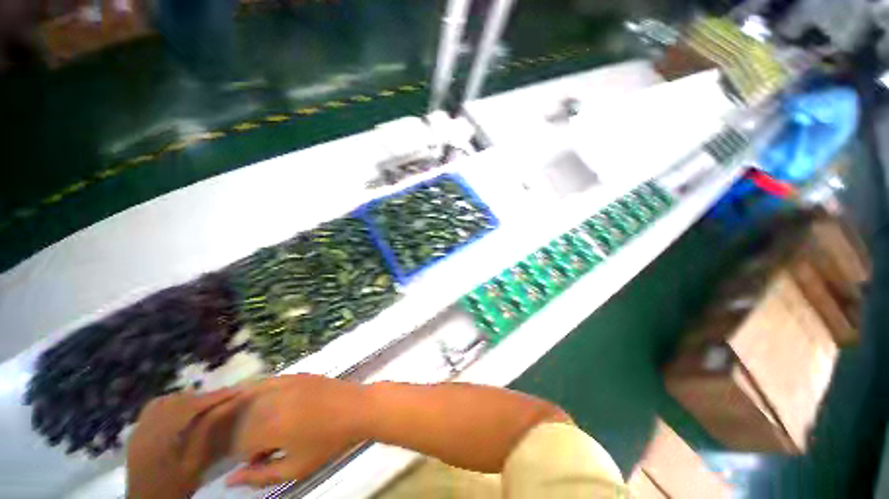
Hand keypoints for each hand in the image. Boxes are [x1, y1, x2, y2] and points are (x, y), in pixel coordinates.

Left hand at [127, 389, 246, 498]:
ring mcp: (139, 427)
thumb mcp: (195, 462)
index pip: (192, 406)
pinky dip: (172, 402)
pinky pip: (155, 406)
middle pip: (179, 400)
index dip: (216, 396)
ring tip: (206, 403)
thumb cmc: (175, 485)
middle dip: (204, 396)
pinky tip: (182, 409)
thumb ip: (207, 430)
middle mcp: (147, 426)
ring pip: (166, 400)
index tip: (239, 390)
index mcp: (161, 436)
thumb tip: (230, 403)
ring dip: (188, 398)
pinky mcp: (137, 430)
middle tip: (226, 396)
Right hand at [227, 375, 367, 487]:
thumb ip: (260, 477)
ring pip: (248, 402)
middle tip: (264, 446)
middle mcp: (270, 401)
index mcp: (269, 426)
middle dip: (245, 436)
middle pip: (240, 422)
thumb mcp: (295, 468)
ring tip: (262, 428)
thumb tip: (229, 480)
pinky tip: (259, 403)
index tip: (260, 460)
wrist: (357, 408)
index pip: (238, 445)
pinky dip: (254, 393)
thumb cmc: (329, 441)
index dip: (246, 456)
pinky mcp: (294, 375)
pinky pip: (265, 383)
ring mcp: (283, 384)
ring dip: (247, 417)